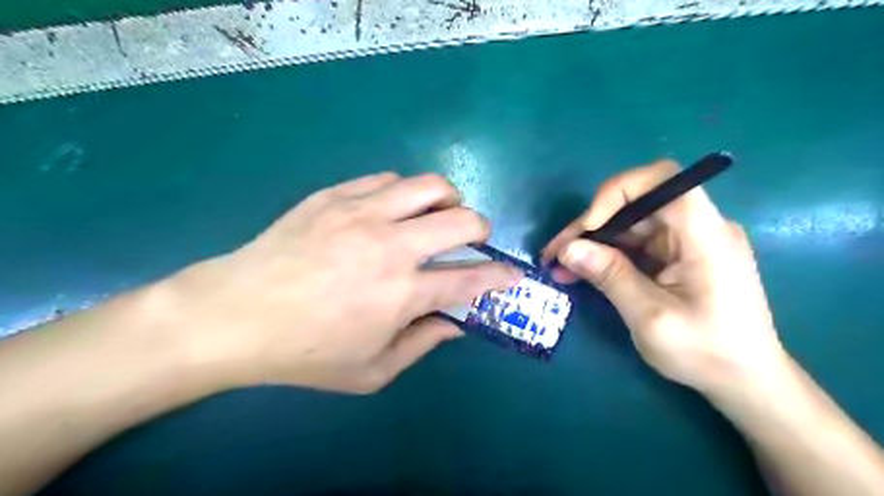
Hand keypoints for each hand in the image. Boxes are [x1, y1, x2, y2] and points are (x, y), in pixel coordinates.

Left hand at [153, 172, 519, 393]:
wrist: (236, 314)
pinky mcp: (335, 196)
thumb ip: (421, 344)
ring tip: (438, 213)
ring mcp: (362, 213)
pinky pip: (386, 179)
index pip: (471, 278)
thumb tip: (455, 323)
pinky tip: (392, 209)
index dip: (500, 276)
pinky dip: (403, 193)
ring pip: (429, 186)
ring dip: (447, 199)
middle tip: (474, 237)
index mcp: (402, 293)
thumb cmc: (305, 352)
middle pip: (461, 219)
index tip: (513, 273)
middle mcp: (391, 246)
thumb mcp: (371, 370)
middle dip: (481, 227)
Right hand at [542, 159, 783, 394]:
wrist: (746, 381)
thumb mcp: (650, 317)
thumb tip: (567, 249)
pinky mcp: (679, 256)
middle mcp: (699, 228)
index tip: (587, 227)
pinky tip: (581, 272)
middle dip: (592, 224)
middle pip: (638, 203)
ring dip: (594, 242)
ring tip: (560, 265)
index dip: (618, 192)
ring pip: (631, 224)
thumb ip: (610, 276)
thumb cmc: (706, 353)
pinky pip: (636, 244)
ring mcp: (688, 241)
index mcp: (705, 235)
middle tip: (556, 252)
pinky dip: (607, 255)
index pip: (663, 180)